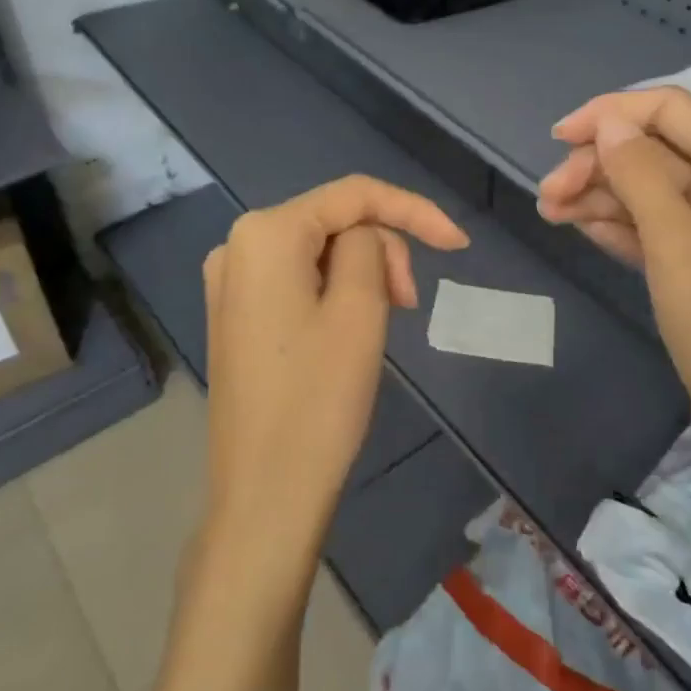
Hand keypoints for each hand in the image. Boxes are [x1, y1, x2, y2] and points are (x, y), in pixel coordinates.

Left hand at [199, 175, 467, 579]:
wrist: (265, 495)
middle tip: (409, 304)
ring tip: (385, 321)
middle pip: (333, 222)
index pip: (353, 195)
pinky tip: (352, 328)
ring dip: (363, 274)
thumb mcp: (360, 310)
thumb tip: (366, 237)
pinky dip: (336, 292)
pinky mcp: (237, 315)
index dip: (413, 210)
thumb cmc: (318, 400)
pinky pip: (298, 280)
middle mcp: (237, 245)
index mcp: (265, 233)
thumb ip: (371, 247)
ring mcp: (231, 283)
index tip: (459, 245)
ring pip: (319, 252)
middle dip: (382, 250)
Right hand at [537, 87, 690, 460]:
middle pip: (649, 151)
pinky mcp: (690, 266)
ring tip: (549, 215)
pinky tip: (579, 229)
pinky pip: (645, 227)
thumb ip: (640, 174)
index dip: (612, 112)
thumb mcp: (676, 241)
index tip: (559, 138)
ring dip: (595, 195)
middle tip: (546, 196)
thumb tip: (609, 122)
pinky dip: (611, 224)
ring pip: (641, 190)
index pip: (668, 110)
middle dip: (596, 163)